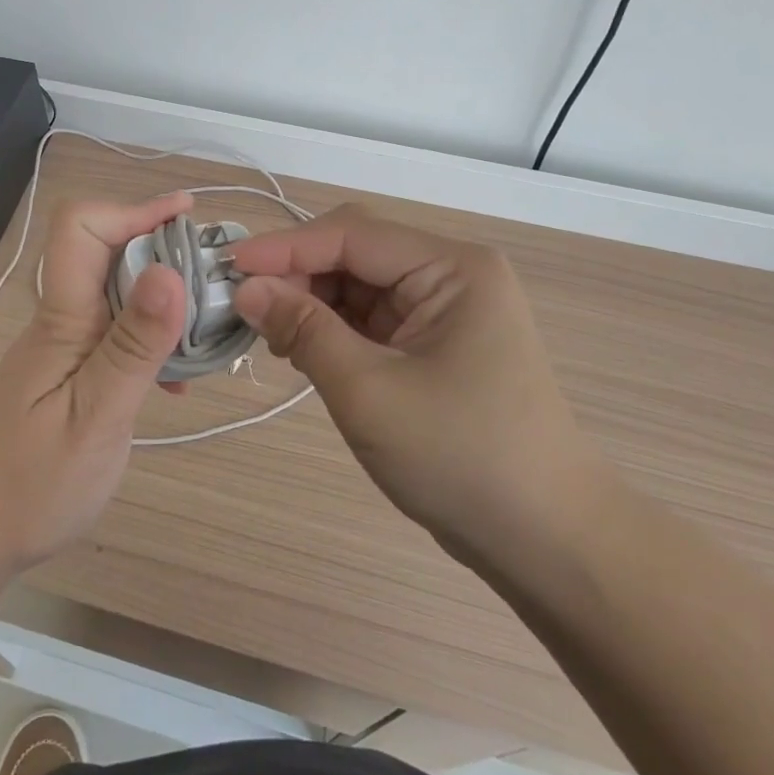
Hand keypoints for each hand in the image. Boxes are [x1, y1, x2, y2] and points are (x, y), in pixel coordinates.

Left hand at [0, 193, 190, 572]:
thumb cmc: (31, 483)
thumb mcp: (96, 417)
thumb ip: (134, 346)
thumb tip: (170, 271)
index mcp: (64, 317)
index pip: (81, 227)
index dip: (133, 209)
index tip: (185, 218)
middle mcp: (65, 319)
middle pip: (108, 251)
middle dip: (163, 250)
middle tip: (216, 279)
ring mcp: (68, 346)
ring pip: (119, 293)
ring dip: (166, 298)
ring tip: (208, 327)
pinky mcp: (74, 372)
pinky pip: (119, 333)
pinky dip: (154, 340)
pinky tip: (177, 380)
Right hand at [228, 205, 604, 565]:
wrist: (545, 540)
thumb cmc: (461, 457)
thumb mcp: (369, 391)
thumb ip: (304, 330)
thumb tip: (245, 289)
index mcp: (452, 269)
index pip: (352, 235)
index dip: (284, 248)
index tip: (227, 268)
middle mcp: (451, 277)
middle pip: (356, 255)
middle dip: (297, 276)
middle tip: (243, 309)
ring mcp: (445, 312)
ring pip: (359, 288)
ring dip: (311, 304)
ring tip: (269, 335)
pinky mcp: (435, 346)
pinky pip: (372, 321)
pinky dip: (333, 330)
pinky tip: (302, 350)